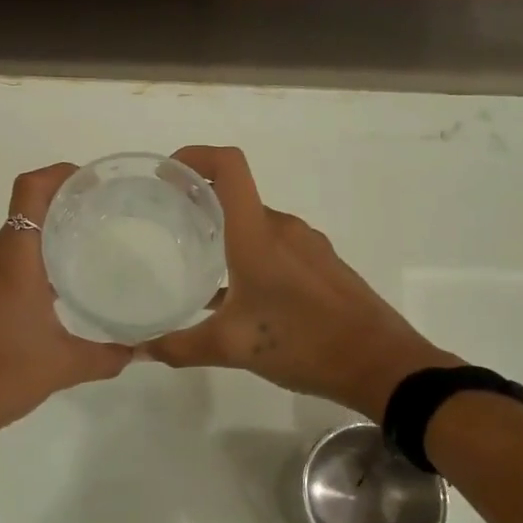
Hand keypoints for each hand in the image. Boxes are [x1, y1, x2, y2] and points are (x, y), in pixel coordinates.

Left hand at [0, 163, 132, 434]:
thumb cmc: (2, 375)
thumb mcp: (64, 366)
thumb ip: (107, 356)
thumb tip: (140, 351)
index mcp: (15, 260)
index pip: (29, 190)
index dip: (58, 174)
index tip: (90, 181)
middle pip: (24, 211)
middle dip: (62, 205)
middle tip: (102, 215)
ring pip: (13, 240)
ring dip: (45, 236)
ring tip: (85, 249)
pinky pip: (3, 266)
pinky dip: (29, 263)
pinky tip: (54, 291)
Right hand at [143, 146, 456, 418]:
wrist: (381, 364)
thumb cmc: (303, 344)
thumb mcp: (232, 348)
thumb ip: (179, 347)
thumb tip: (140, 351)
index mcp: (258, 234)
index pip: (230, 167)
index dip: (196, 157)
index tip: (166, 176)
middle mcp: (284, 228)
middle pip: (237, 195)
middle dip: (200, 203)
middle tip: (167, 226)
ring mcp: (308, 245)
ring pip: (257, 224)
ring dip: (226, 232)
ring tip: (197, 261)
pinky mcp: (323, 265)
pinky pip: (278, 245)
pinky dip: (251, 253)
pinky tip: (238, 293)